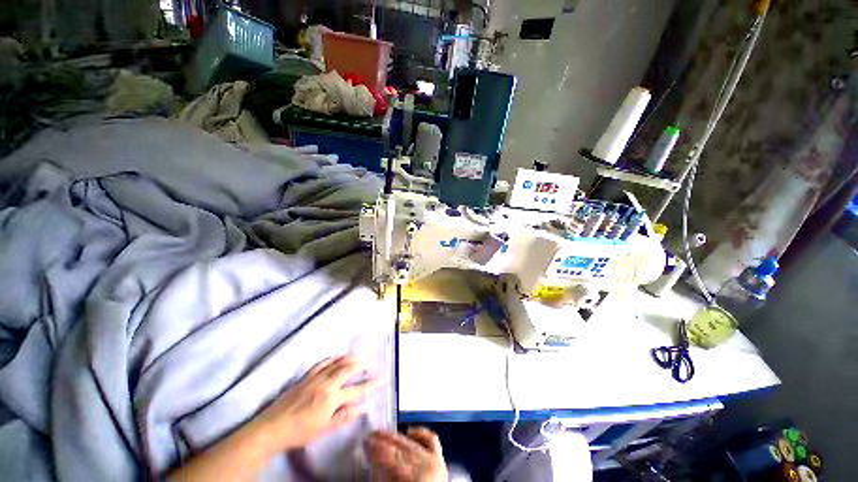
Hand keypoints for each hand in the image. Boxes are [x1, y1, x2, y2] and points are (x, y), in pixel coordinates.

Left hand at [253, 356, 377, 452]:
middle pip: (348, 369)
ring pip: (337, 362)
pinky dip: (334, 357)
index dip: (371, 384)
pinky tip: (338, 356)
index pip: (357, 390)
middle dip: (361, 365)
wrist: (272, 428)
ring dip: (350, 358)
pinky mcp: (306, 375)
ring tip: (359, 357)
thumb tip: (362, 407)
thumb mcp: (324, 429)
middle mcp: (326, 383)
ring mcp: (316, 377)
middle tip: (370, 364)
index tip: (382, 379)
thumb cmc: (300, 432)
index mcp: (331, 399)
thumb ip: (345, 416)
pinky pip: (323, 361)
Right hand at [365, 428, 447, 481]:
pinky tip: (409, 431)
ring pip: (412, 444)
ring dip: (396, 438)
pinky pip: (431, 441)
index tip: (365, 442)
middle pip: (401, 450)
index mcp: (415, 480)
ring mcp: (436, 464)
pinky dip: (420, 434)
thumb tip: (373, 468)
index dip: (377, 449)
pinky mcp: (441, 462)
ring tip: (382, 433)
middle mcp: (427, 468)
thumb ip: (384, 479)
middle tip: (369, 436)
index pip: (392, 459)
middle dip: (383, 442)